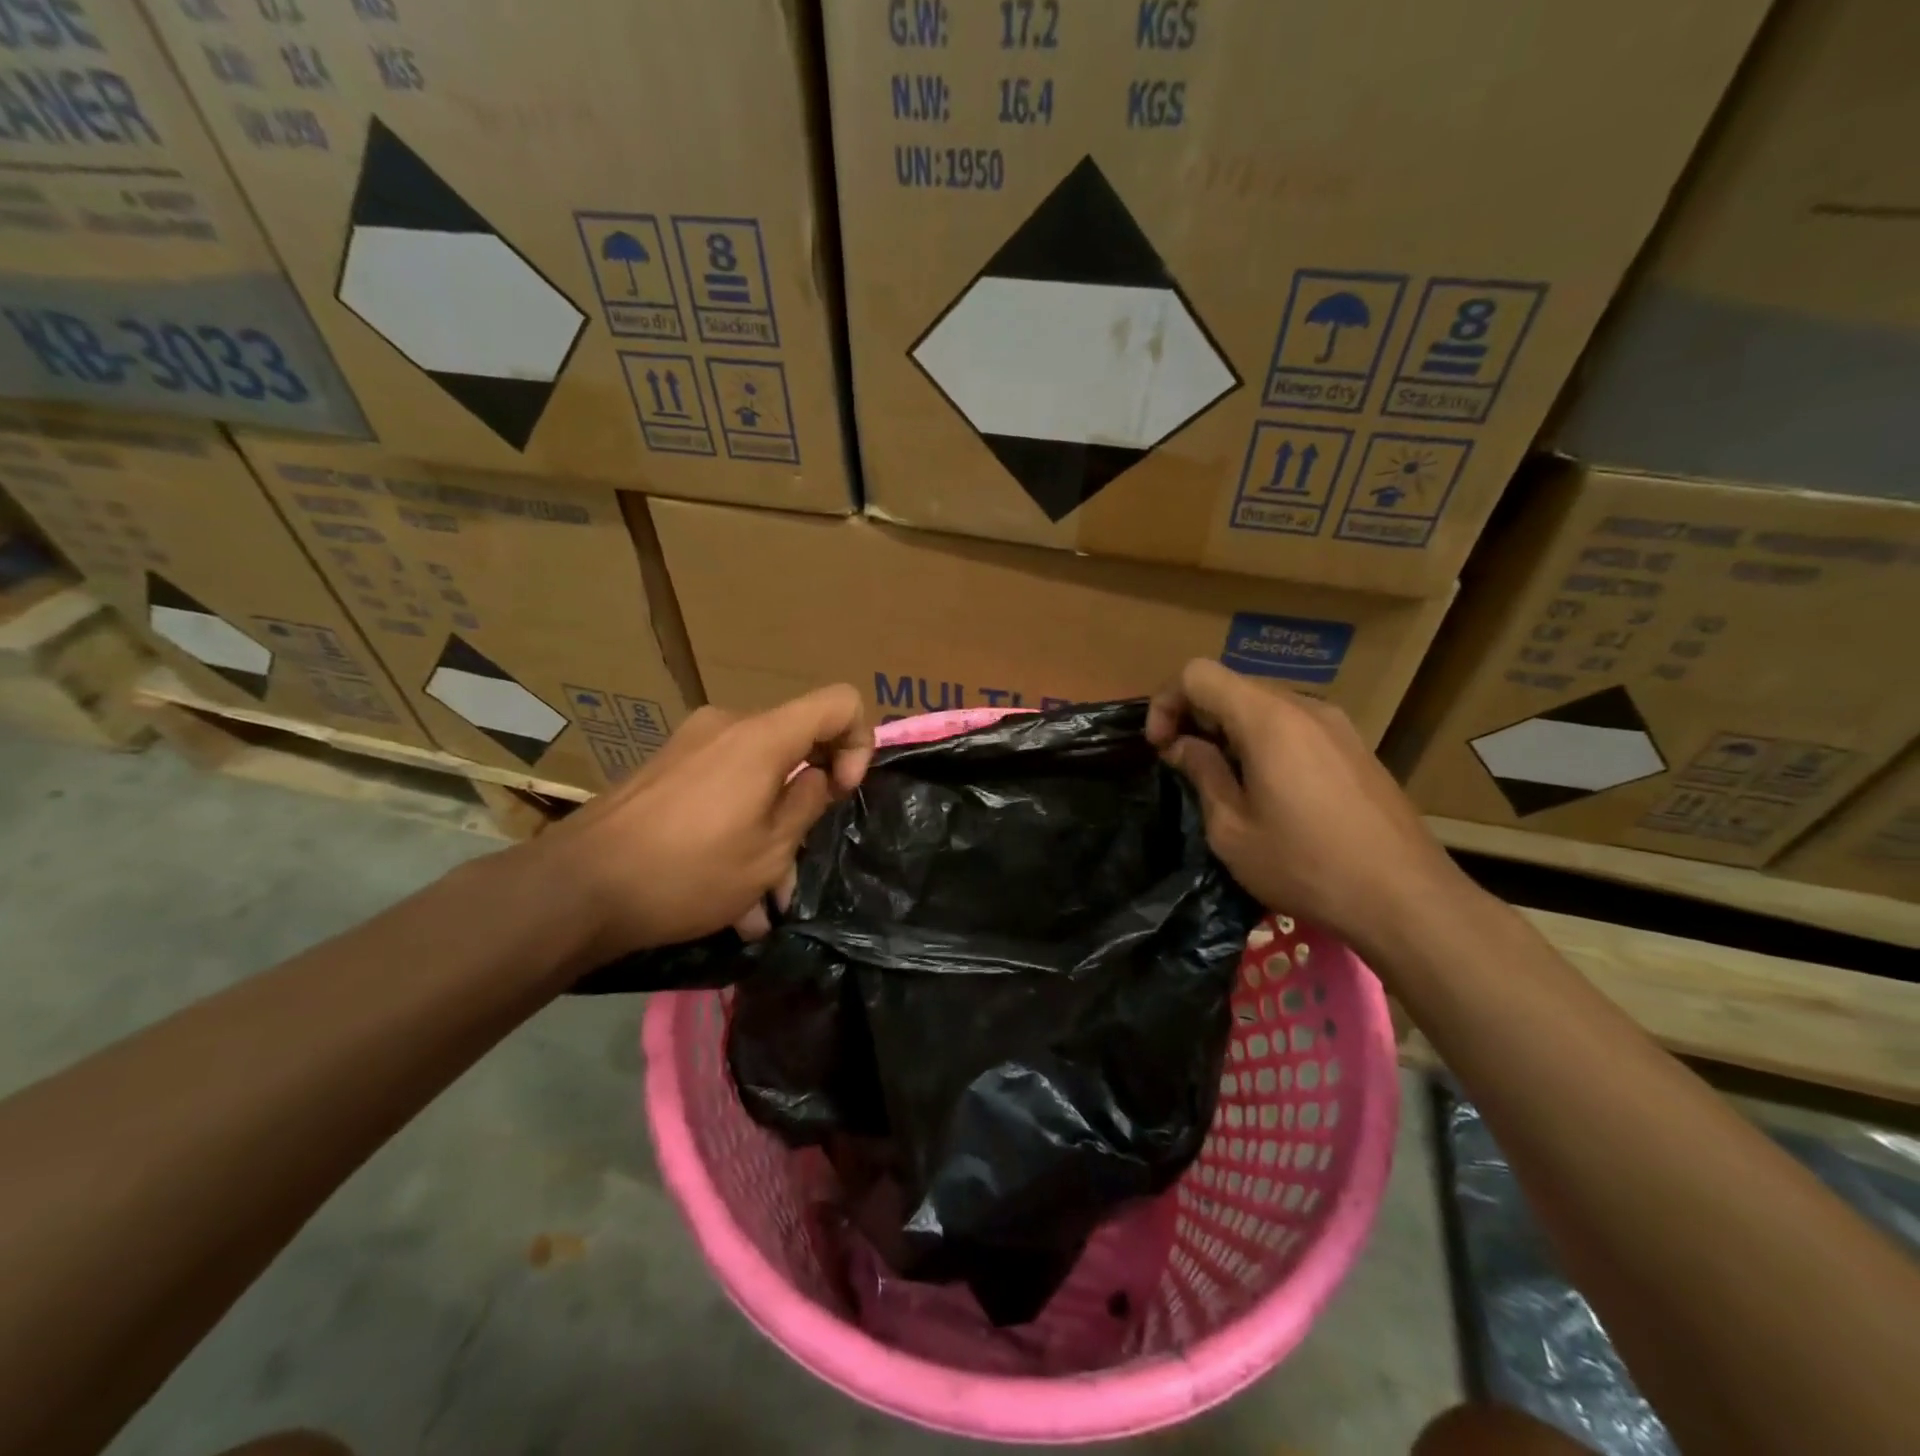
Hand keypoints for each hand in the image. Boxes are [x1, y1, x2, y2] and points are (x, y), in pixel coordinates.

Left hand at [533, 685, 872, 963]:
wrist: (576, 888)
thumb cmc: (688, 870)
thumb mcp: (769, 850)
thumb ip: (808, 803)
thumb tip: (817, 775)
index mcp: (763, 737)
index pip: (840, 702)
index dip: (858, 743)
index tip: (842, 793)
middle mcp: (727, 726)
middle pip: (795, 745)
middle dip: (806, 803)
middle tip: (798, 867)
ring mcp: (690, 745)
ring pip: (756, 778)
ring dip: (769, 831)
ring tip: (760, 902)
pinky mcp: (664, 769)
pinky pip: (721, 789)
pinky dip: (735, 827)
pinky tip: (726, 893)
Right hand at [1146, 659, 1472, 959]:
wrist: (1406, 898)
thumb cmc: (1306, 865)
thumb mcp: (1232, 829)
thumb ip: (1202, 774)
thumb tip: (1182, 745)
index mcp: (1267, 719)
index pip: (1198, 674)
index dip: (1167, 703)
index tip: (1161, 749)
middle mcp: (1303, 707)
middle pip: (1231, 685)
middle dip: (1196, 717)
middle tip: (1185, 767)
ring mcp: (1336, 724)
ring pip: (1263, 705)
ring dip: (1230, 730)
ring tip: (1226, 782)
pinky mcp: (1355, 747)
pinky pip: (1294, 725)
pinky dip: (1264, 741)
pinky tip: (1270, 790)